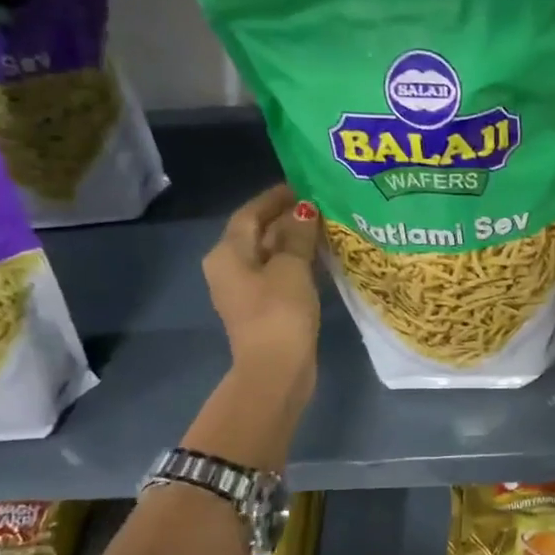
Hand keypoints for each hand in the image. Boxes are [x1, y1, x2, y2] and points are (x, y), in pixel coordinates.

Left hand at [203, 184, 320, 392]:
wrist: (276, 370)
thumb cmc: (279, 311)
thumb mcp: (291, 266)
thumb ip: (298, 234)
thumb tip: (304, 209)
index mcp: (227, 253)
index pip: (250, 213)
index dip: (276, 197)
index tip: (305, 184)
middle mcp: (229, 268)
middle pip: (258, 232)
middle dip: (287, 218)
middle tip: (322, 204)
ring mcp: (245, 290)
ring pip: (269, 254)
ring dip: (294, 240)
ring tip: (326, 226)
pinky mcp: (262, 308)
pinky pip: (278, 274)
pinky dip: (296, 262)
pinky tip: (320, 257)